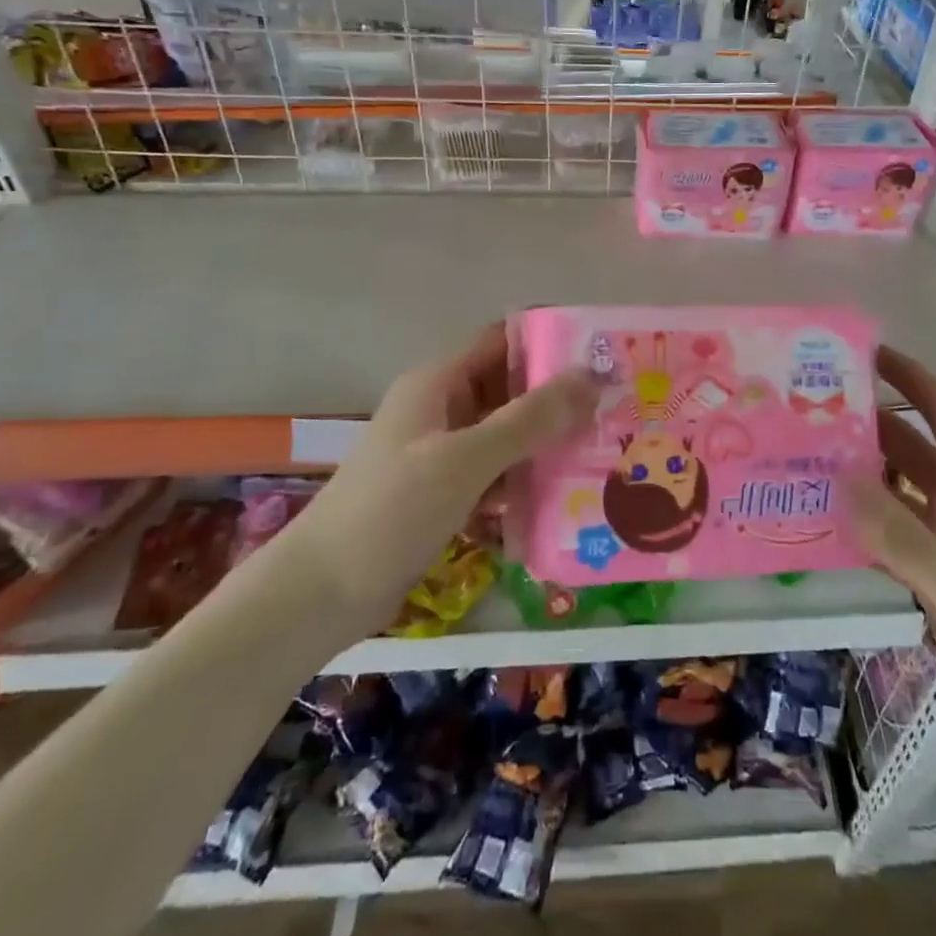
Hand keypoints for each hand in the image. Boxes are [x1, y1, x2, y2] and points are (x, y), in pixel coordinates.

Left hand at [283, 325, 595, 630]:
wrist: (320, 594)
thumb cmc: (391, 511)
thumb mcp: (465, 460)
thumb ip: (528, 420)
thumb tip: (590, 378)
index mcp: (438, 382)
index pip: (503, 341)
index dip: (549, 341)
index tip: (602, 356)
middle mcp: (441, 408)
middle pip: (509, 388)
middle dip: (558, 398)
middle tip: (614, 411)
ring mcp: (440, 452)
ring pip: (505, 433)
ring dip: (546, 442)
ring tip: (602, 453)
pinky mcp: (443, 492)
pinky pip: (494, 473)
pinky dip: (523, 480)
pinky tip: (563, 497)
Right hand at [850, 346, 935, 783]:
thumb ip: (902, 536)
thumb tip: (837, 477)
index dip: (911, 378)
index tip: (864, 354)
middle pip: (915, 448)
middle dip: (870, 423)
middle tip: (809, 410)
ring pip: (901, 492)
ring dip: (862, 473)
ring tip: (805, 461)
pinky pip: (895, 536)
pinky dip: (864, 523)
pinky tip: (826, 525)